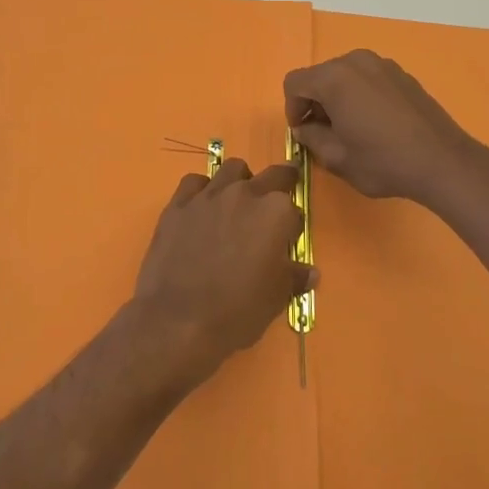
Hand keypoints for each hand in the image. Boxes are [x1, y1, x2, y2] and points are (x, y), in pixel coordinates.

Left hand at [128, 159, 313, 389]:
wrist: (178, 319)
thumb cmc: (237, 311)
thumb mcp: (277, 298)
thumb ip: (294, 277)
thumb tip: (310, 272)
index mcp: (275, 213)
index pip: (293, 208)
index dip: (291, 225)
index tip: (286, 240)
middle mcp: (244, 194)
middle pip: (270, 175)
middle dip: (278, 184)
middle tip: (275, 201)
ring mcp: (208, 196)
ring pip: (231, 169)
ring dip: (240, 180)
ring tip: (236, 203)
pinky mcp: (178, 204)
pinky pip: (194, 182)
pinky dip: (202, 189)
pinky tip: (201, 208)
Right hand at [283, 50, 481, 205]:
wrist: (443, 162)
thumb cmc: (383, 161)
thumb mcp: (336, 158)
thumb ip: (311, 137)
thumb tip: (304, 128)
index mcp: (334, 78)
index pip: (295, 82)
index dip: (292, 108)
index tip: (303, 132)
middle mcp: (356, 61)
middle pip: (320, 76)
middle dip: (315, 102)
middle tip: (324, 133)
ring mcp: (383, 64)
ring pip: (344, 76)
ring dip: (338, 98)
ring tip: (350, 129)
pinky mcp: (402, 74)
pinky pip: (368, 79)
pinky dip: (360, 95)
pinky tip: (375, 123)